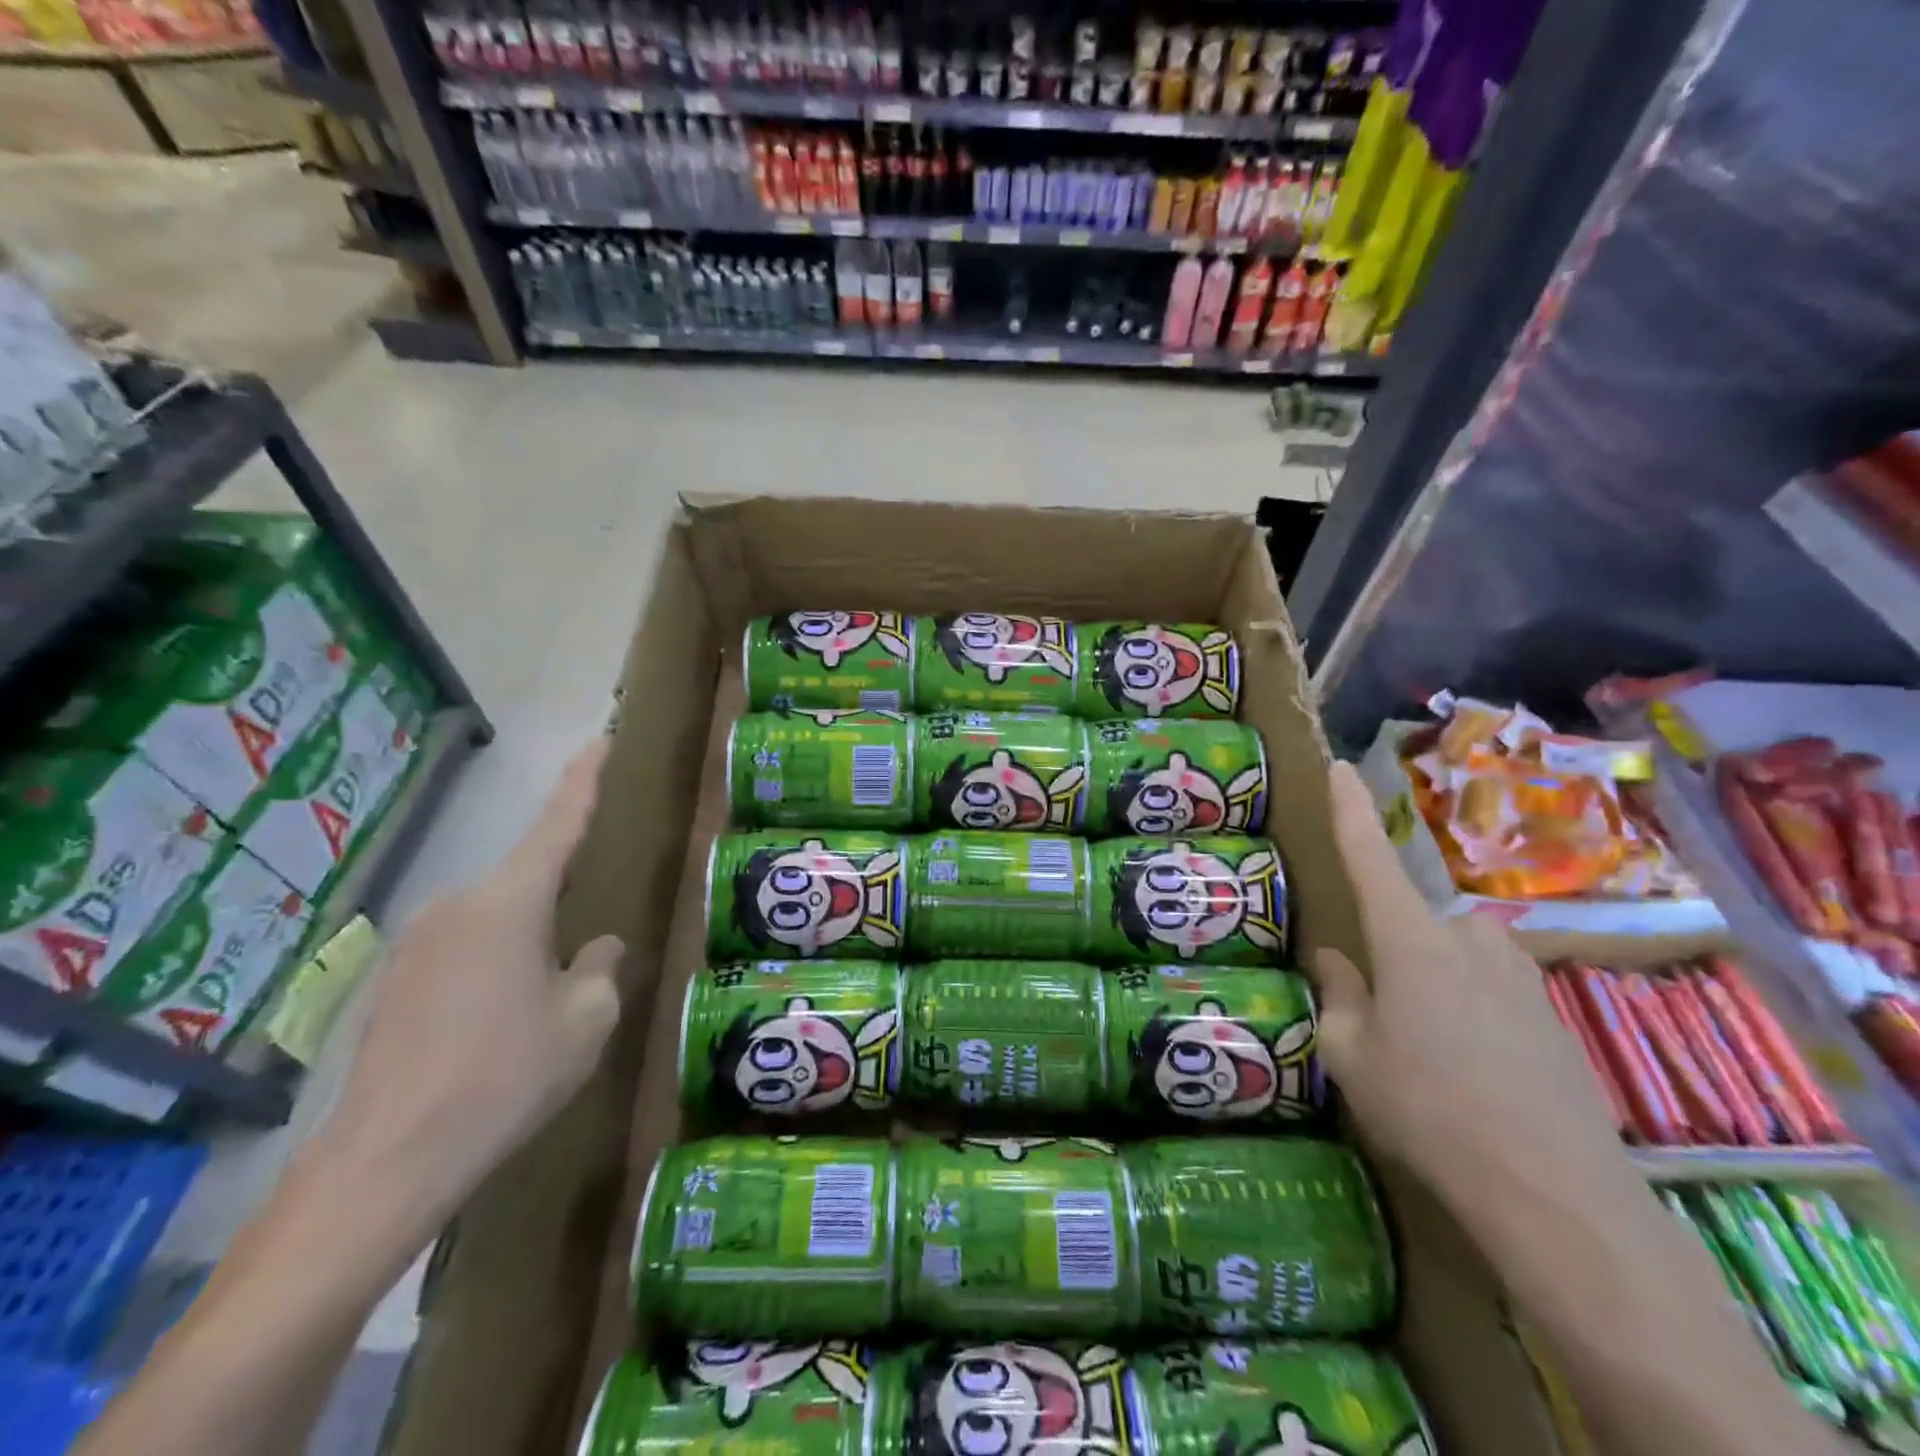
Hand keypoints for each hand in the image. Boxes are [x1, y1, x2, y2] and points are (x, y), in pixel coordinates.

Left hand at [320, 738, 625, 1226]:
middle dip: (560, 894)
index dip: (583, 780)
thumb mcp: (586, 1021)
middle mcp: (459, 905)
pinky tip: (501, 1019)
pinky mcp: (394, 980)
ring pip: (495, 917)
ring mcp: (417, 942)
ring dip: (526, 939)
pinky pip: (463, 948)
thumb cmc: (507, 1076)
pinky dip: (494, 964)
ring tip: (543, 995)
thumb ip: (600, 970)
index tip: (599, 739)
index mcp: (510, 902)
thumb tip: (598, 946)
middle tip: (587, 934)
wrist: (388, 1160)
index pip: (557, 824)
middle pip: (526, 878)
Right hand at [1307, 761, 1629, 1221]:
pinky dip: (1470, 1013)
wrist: (1556, 1194)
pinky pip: (1490, 989)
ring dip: (1433, 984)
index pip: (1369, 856)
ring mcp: (1517, 974)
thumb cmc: (1429, 1110)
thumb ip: (1339, 997)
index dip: (1349, 810)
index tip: (1342, 767)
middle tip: (1382, 1016)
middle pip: (1413, 922)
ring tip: (1427, 1051)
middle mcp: (1466, 939)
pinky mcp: (1550, 1013)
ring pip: (1454, 956)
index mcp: (1409, 939)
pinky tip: (1473, 1074)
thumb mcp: (1351, 1055)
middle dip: (1393, 953)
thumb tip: (1337, 962)